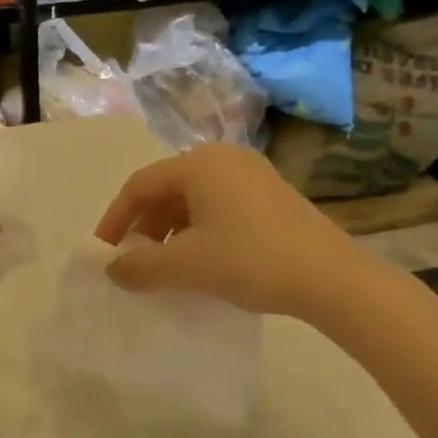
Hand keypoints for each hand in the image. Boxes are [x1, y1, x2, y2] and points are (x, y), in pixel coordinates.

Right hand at [94, 143, 371, 321]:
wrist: (332, 279)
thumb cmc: (250, 260)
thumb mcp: (186, 266)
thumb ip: (140, 267)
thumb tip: (112, 270)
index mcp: (199, 163)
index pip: (140, 185)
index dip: (116, 219)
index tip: (105, 252)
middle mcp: (224, 158)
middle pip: (167, 189)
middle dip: (144, 226)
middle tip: (135, 261)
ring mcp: (253, 175)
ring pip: (193, 200)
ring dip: (170, 231)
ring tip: (166, 266)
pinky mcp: (272, 196)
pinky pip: (219, 207)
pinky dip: (199, 231)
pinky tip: (201, 261)